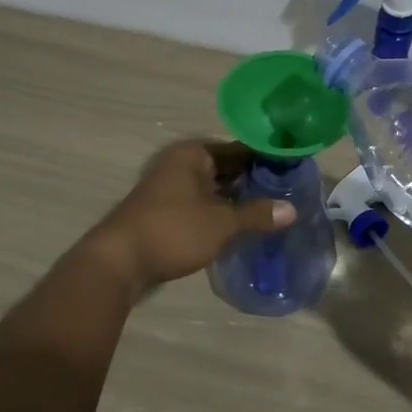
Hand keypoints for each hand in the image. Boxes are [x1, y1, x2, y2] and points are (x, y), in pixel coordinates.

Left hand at [84, 140, 294, 294]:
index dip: (266, 160)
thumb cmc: (173, 230)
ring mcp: (170, 188)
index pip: (240, 149)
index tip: (293, 171)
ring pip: (214, 189)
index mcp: (194, 154)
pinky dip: (220, 213)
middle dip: (253, 182)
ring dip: (237, 200)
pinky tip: (241, 227)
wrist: (118, 262)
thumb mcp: (222, 223)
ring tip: (270, 211)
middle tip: (287, 194)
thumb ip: (258, 214)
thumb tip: (292, 210)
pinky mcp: (165, 212)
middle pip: (226, 168)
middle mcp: (181, 164)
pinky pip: (201, 205)